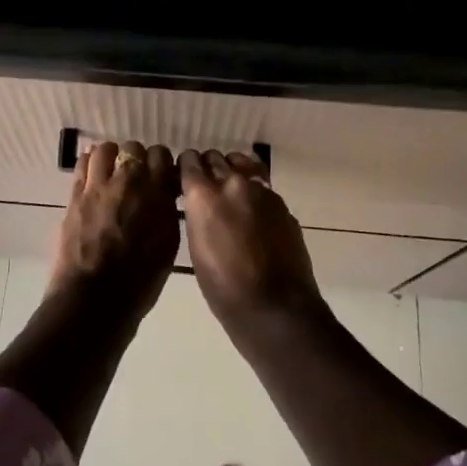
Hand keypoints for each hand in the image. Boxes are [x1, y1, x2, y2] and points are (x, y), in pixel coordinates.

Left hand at [45, 141, 179, 324]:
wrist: (94, 299)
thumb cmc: (139, 281)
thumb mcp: (167, 245)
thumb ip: (166, 212)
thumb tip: (163, 195)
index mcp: (156, 194)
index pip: (160, 156)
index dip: (160, 163)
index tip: (160, 175)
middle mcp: (128, 182)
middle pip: (133, 148)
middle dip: (136, 158)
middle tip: (136, 176)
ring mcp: (97, 186)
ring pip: (104, 150)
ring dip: (110, 157)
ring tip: (111, 172)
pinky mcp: (74, 196)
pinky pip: (82, 165)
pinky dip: (89, 164)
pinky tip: (93, 175)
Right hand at [179, 150, 323, 329]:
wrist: (274, 306)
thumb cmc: (223, 288)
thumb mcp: (196, 249)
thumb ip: (197, 215)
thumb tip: (199, 203)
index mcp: (204, 196)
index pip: (190, 162)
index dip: (186, 167)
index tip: (184, 176)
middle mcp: (232, 184)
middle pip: (216, 158)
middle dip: (208, 167)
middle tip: (206, 185)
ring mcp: (262, 191)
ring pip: (243, 165)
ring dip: (232, 171)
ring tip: (230, 189)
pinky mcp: (282, 204)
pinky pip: (262, 185)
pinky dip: (253, 190)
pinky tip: (251, 210)